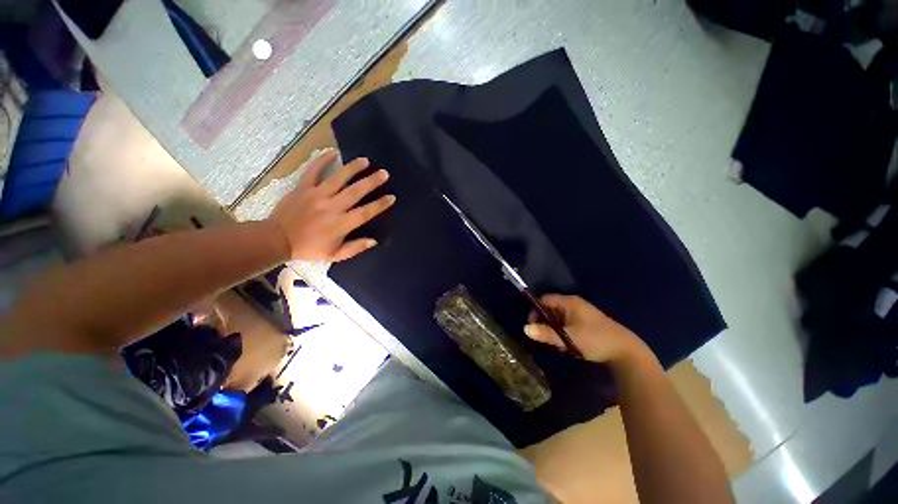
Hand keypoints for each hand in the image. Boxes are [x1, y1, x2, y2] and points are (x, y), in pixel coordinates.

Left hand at [267, 151, 394, 261]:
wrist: (276, 239)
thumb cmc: (308, 248)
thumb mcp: (334, 255)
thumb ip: (355, 248)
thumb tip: (374, 241)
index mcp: (340, 224)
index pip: (366, 212)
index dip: (380, 204)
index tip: (391, 197)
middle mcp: (331, 207)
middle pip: (355, 192)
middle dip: (372, 182)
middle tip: (384, 173)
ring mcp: (316, 195)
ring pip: (338, 178)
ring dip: (353, 168)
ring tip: (365, 160)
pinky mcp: (303, 187)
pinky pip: (313, 171)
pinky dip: (322, 160)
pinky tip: (332, 152)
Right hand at [524, 294, 649, 365]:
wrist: (626, 351)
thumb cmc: (595, 340)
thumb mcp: (568, 338)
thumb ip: (546, 333)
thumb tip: (525, 329)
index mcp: (569, 302)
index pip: (544, 300)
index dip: (535, 311)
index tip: (533, 326)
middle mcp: (574, 304)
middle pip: (551, 308)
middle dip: (545, 322)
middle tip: (544, 337)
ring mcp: (581, 313)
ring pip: (559, 317)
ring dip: (554, 329)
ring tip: (556, 343)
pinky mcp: (586, 322)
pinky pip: (567, 323)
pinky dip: (563, 332)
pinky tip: (567, 345)